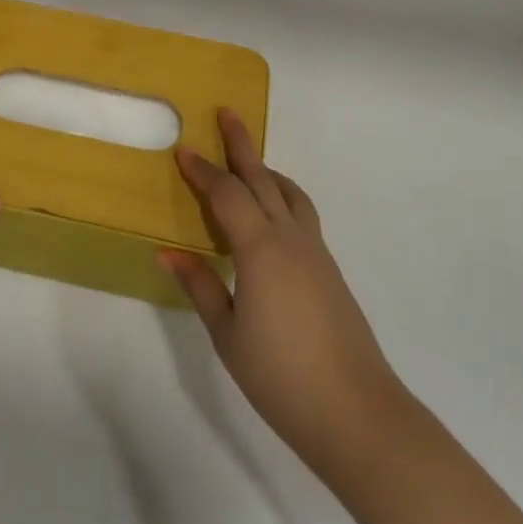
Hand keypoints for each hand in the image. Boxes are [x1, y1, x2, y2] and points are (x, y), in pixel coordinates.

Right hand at [161, 111, 406, 474]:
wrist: (355, 409)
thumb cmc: (281, 376)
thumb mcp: (227, 335)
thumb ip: (200, 287)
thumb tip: (167, 252)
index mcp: (260, 248)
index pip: (226, 194)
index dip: (203, 171)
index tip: (184, 149)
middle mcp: (289, 237)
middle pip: (261, 178)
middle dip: (241, 145)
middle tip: (227, 114)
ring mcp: (315, 250)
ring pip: (288, 192)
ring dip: (266, 168)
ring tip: (249, 161)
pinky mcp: (329, 267)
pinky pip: (301, 212)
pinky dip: (283, 195)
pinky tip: (273, 213)